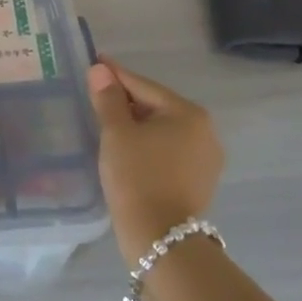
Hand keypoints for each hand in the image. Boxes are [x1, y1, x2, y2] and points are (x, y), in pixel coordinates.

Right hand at [87, 59, 225, 262]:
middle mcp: (205, 131)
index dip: (116, 75)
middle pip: (156, 106)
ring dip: (137, 124)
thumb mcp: (116, 133)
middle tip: (96, 95)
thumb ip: (108, 98)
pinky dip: (148, 145)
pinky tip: (128, 149)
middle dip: (127, 101)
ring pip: (163, 130)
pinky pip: (169, 150)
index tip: (95, 62)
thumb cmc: (136, 177)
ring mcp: (206, 158)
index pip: (143, 86)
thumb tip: (100, 70)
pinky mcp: (200, 181)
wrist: (159, 238)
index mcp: (188, 113)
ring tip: (108, 122)